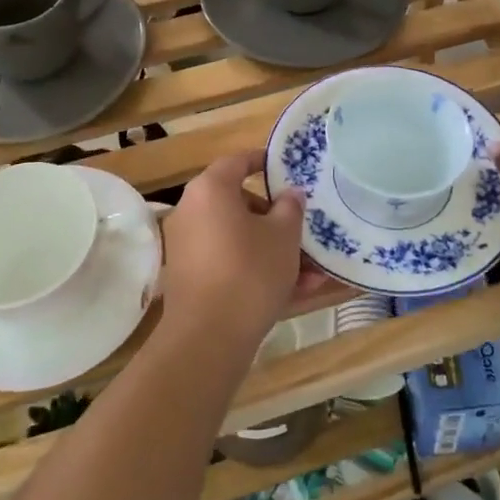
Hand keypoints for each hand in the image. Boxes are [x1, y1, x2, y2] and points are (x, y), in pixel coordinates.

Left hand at [160, 151, 306, 364]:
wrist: (208, 338)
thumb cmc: (249, 271)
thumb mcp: (284, 235)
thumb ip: (290, 207)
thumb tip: (290, 194)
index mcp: (210, 190)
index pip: (238, 161)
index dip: (263, 161)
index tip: (286, 168)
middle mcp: (192, 211)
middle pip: (239, 203)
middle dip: (276, 219)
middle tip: (303, 230)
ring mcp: (188, 246)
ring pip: (238, 238)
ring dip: (273, 250)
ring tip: (311, 273)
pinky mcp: (190, 277)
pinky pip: (229, 262)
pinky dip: (256, 270)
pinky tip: (294, 292)